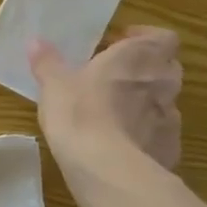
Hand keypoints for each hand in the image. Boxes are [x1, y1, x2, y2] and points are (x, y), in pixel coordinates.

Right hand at [28, 27, 182, 170]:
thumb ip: (48, 62)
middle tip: (115, 77)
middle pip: (167, 68)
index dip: (145, 38)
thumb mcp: (54, 84)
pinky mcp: (170, 150)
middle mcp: (163, 83)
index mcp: (139, 57)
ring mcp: (171, 118)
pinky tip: (123, 146)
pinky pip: (160, 135)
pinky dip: (147, 136)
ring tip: (116, 114)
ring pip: (165, 103)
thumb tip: (35, 41)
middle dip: (146, 70)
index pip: (163, 38)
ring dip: (147, 104)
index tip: (121, 44)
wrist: (106, 168)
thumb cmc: (80, 112)